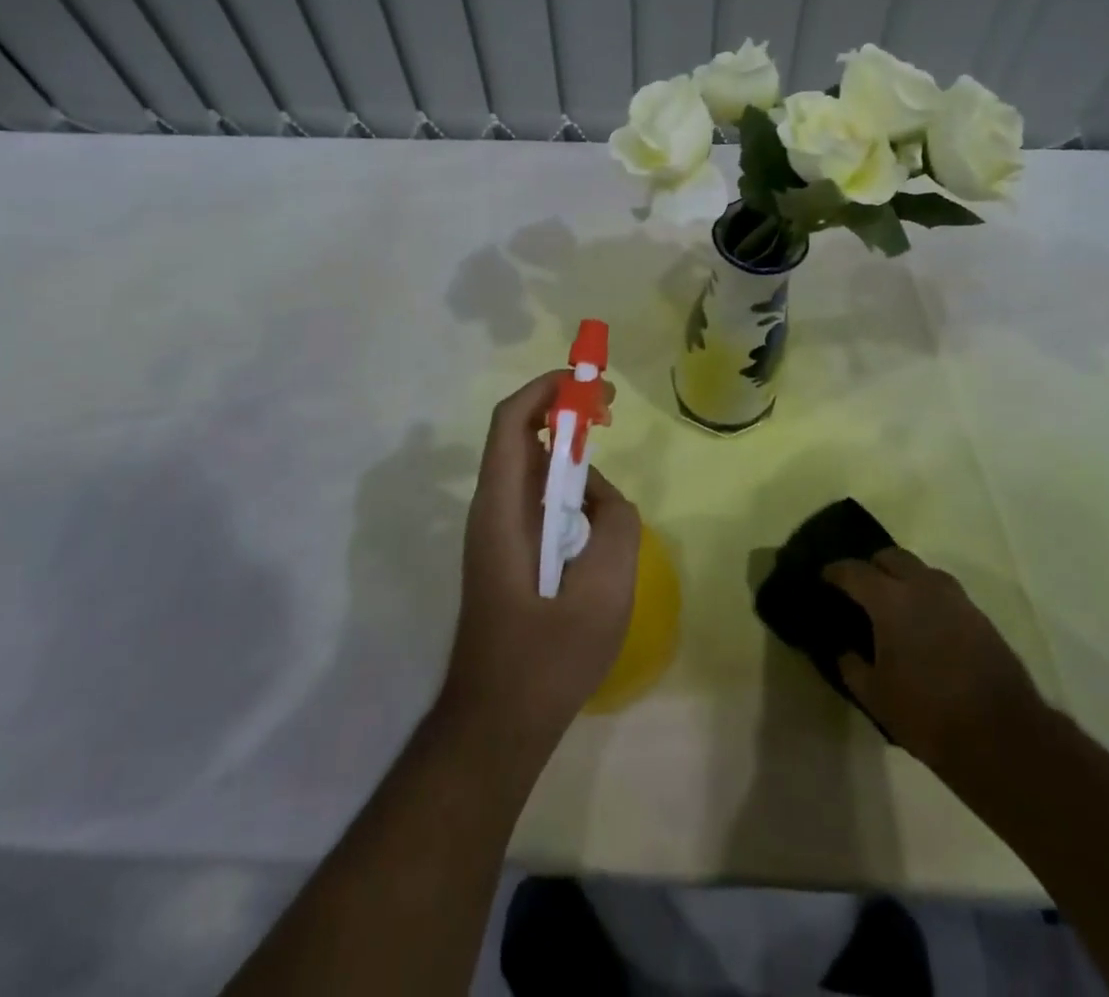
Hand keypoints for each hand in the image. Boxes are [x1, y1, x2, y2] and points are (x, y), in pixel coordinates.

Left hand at [440, 371, 641, 750]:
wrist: (497, 725)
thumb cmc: (545, 660)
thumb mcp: (603, 591)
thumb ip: (616, 525)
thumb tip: (606, 497)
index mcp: (502, 510)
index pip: (512, 422)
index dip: (547, 390)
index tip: (592, 384)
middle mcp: (492, 510)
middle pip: (522, 437)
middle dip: (565, 414)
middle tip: (610, 414)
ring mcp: (498, 532)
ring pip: (533, 470)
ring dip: (570, 458)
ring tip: (608, 488)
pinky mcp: (509, 553)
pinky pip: (539, 501)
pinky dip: (569, 491)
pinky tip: (596, 524)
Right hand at [825, 548, 1046, 787]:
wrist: (1003, 737)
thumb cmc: (927, 714)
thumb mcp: (874, 696)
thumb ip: (851, 665)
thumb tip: (843, 649)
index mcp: (889, 599)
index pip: (852, 570)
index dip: (834, 572)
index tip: (823, 578)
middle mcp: (922, 586)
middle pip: (891, 556)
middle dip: (872, 566)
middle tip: (860, 589)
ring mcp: (956, 598)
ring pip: (922, 570)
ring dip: (903, 578)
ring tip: (894, 605)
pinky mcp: (979, 616)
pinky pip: (944, 592)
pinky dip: (928, 598)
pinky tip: (925, 625)